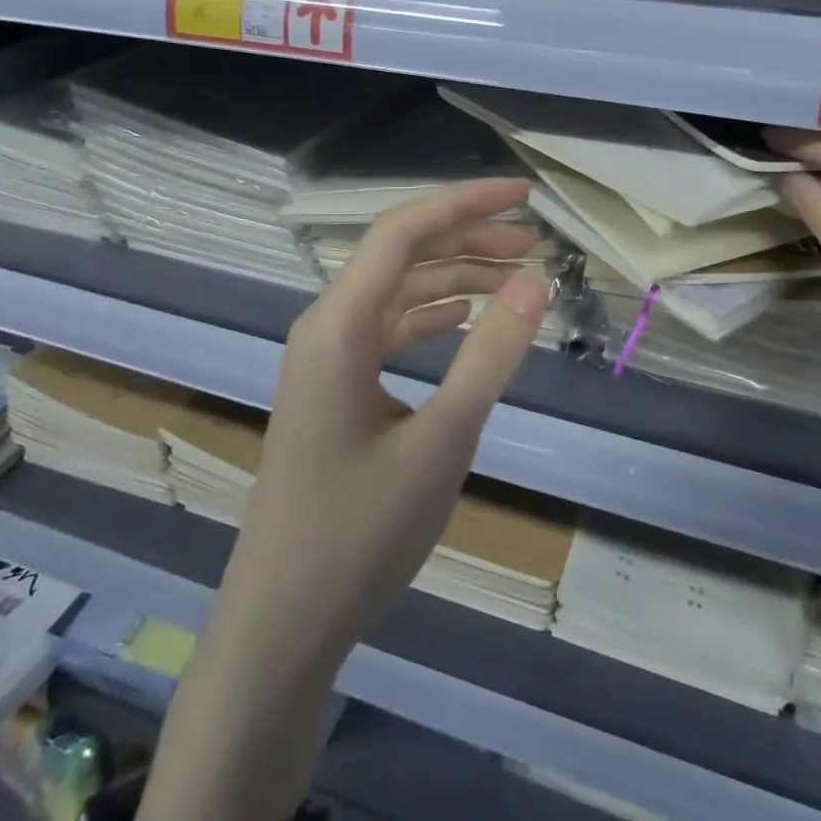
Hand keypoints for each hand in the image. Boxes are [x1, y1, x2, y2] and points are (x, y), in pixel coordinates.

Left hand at [222, 175, 548, 668]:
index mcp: (339, 325)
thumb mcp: (443, 439)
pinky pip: (388, 332)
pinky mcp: (334, 392)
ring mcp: (326, 361)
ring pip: (397, 294)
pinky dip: (432, 318)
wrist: (283, 624)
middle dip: (468, 240)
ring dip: (454, 279)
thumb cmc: (361, 532)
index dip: (466, 203)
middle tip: (534, 245)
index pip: (404, 232)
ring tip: (515, 279)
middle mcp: (325, 328)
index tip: (525, 196)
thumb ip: (491, 354)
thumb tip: (537, 279)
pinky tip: (466, 322)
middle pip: (401, 256)